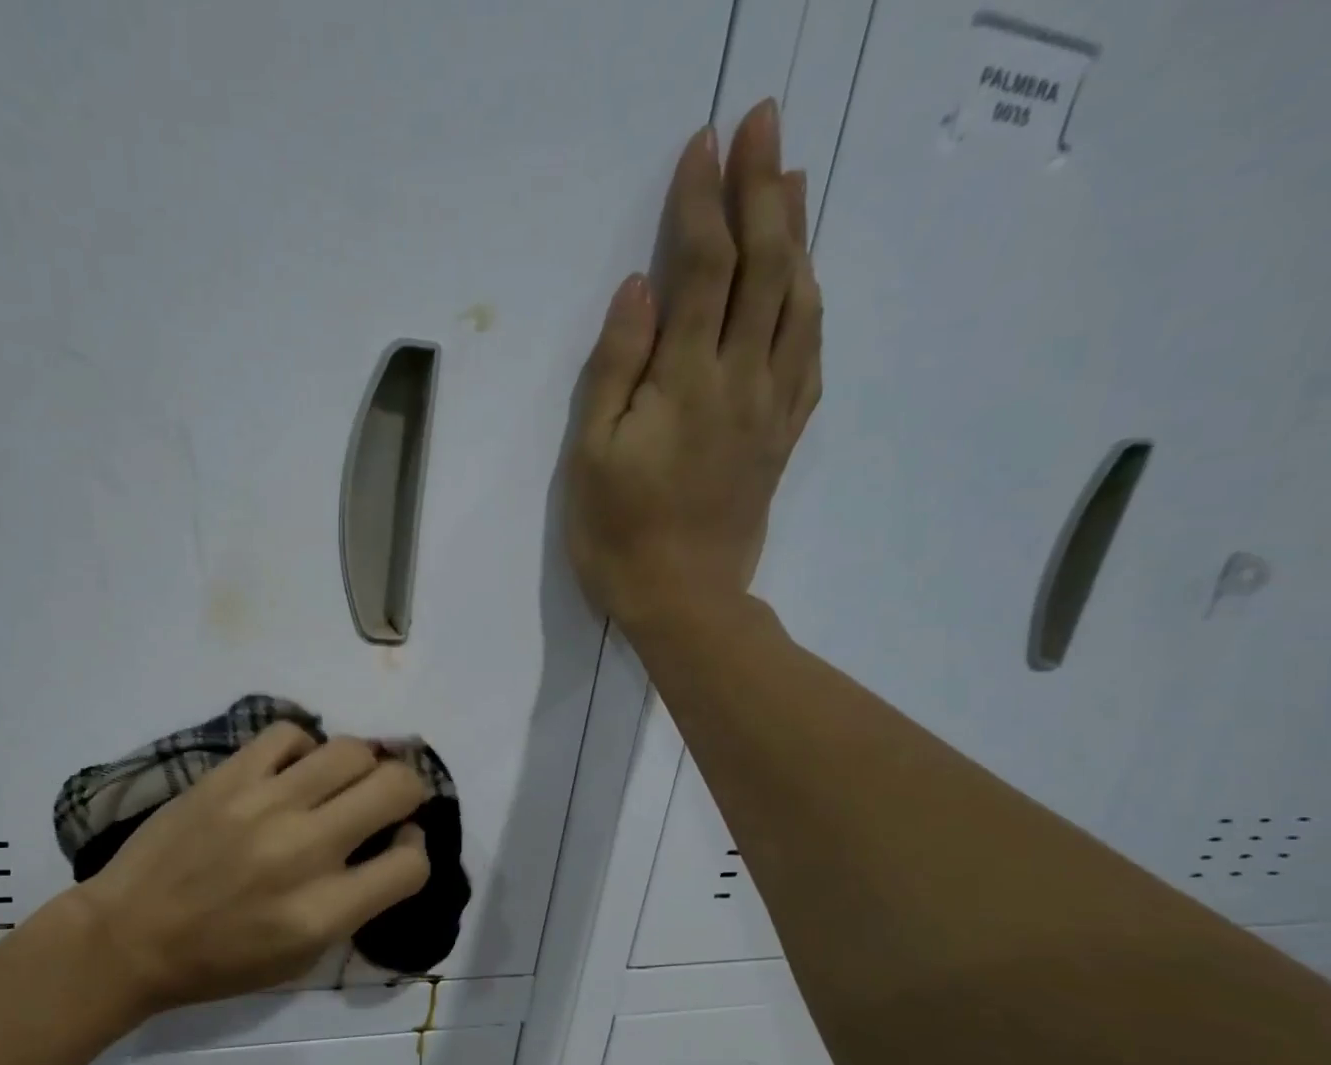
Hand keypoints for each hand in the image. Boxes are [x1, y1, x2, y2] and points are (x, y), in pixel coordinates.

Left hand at [65, 723, 430, 1012]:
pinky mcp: (227, 777)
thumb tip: (390, 847)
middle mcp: (303, 851)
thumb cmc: (218, 962)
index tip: (398, 845)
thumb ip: (354, 906)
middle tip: (388, 801)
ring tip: (342, 780)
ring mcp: (263, 805)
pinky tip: (294, 769)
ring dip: (363, 764)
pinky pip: (289, 734)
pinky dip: (304, 747)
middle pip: (396, 787)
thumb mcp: (300, 959)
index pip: (411, 864)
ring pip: (351, 750)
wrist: (128, 936)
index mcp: (322, 912)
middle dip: (407, 790)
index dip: (416, 850)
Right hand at [565, 98, 821, 629]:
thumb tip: (639, 288)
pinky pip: (811, 353)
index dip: (702, 203)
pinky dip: (812, 303)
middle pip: (766, 266)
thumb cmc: (619, 534)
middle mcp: (742, 378)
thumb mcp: (591, 456)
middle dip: (763, 188)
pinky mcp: (783, 435)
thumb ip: (615, 369)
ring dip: (798, 232)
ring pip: (798, 300)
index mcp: (688, 380)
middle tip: (765, 124)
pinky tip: (809, 281)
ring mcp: (772, 406)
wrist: (683, 602)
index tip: (703, 143)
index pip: (702, 269)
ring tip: (793, 179)